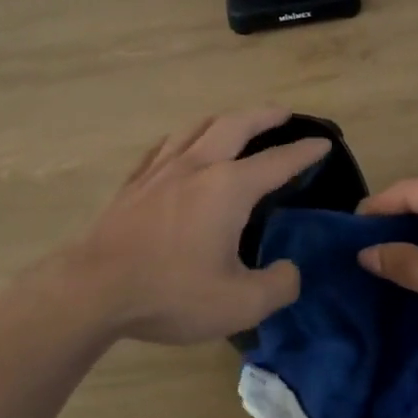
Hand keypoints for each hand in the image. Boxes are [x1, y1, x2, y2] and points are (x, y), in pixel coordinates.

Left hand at [63, 107, 329, 344]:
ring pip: (197, 128)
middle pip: (236, 125)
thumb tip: (290, 270)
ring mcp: (161, 170)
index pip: (277, 161)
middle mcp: (197, 166)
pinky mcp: (134, 183)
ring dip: (224, 119)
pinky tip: (180, 147)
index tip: (323, 143)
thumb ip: (278, 286)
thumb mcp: (240, 304)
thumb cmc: (171, 293)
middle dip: (264, 115)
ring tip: (235, 123)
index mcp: (228, 188)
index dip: (304, 152)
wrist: (94, 289)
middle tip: (283, 113)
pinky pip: (165, 147)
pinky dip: (184, 138)